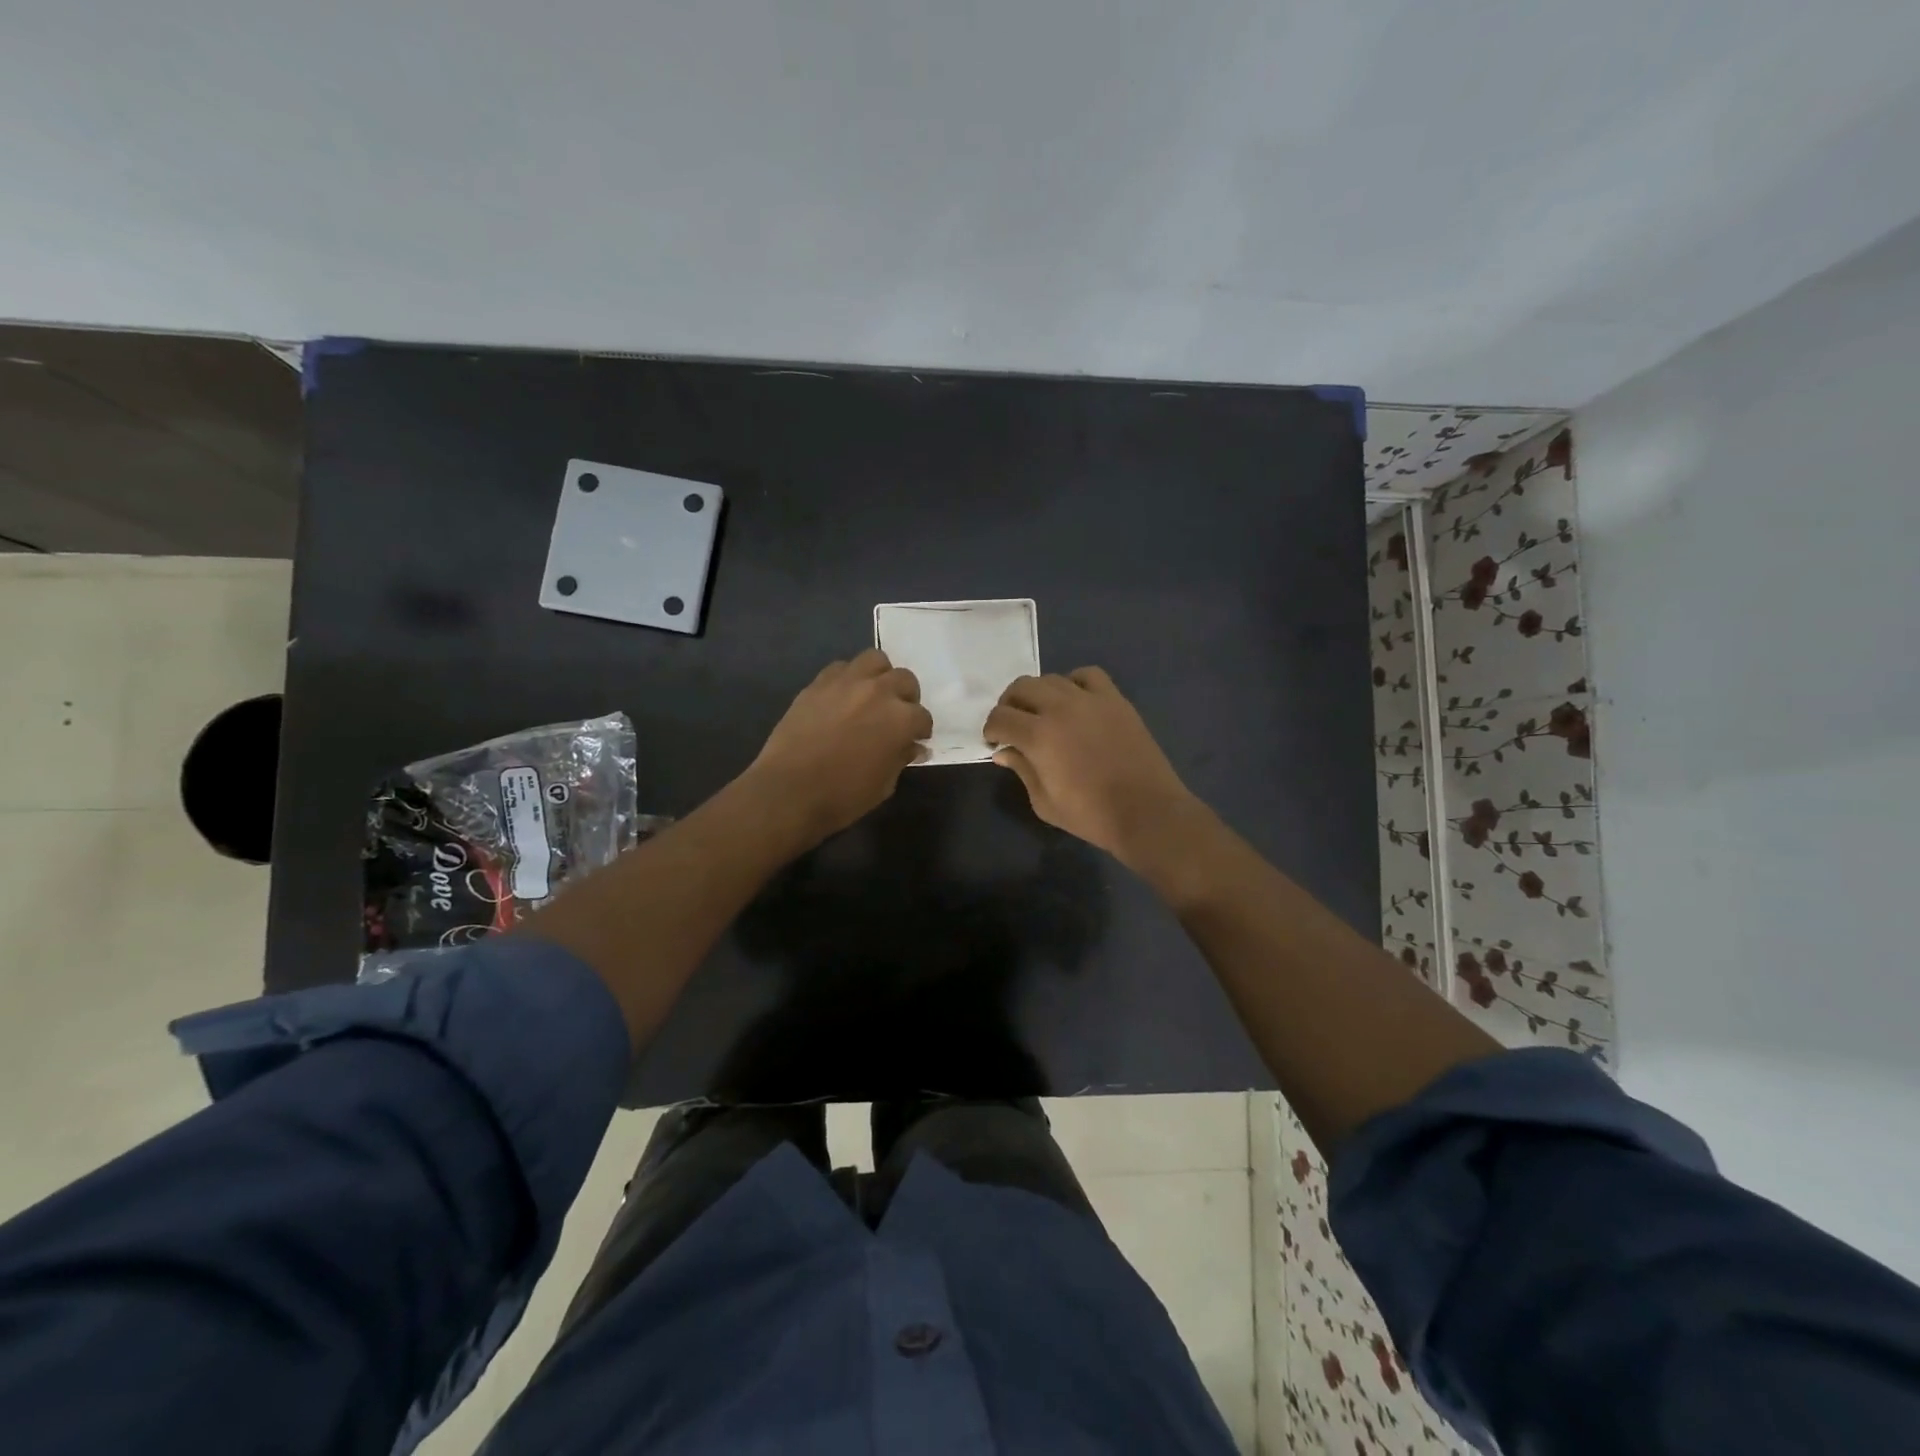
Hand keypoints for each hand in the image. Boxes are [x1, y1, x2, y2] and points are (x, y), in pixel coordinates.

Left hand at [748, 649, 933, 844]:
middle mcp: (879, 691)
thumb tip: (912, 747)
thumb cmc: (843, 796)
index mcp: (901, 719)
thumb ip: (901, 759)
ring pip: (875, 660)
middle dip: (906, 697)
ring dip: (880, 676)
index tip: (914, 740)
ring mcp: (847, 682)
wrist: (789, 790)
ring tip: (873, 695)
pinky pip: (841, 668)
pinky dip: (849, 678)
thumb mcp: (884, 785)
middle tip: (896, 715)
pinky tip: (843, 697)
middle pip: (905, 680)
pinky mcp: (819, 683)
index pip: (922, 717)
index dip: (920, 730)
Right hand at [984, 668, 1204, 867]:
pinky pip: (1087, 675)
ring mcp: (1090, 700)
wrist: (1146, 812)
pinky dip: (1073, 683)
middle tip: (1013, 725)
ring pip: (1051, 679)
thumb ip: (1022, 771)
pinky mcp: (1115, 700)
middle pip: (1021, 687)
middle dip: (1009, 705)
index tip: (995, 742)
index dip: (991, 729)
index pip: (1000, 718)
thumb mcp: (1044, 802)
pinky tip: (1074, 701)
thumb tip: (1004, 752)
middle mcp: (1060, 708)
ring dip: (1038, 694)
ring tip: (1042, 713)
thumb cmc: (1090, 815)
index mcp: (1038, 736)